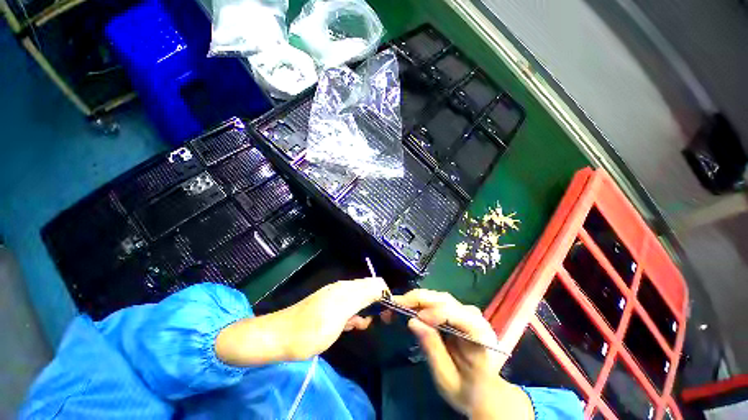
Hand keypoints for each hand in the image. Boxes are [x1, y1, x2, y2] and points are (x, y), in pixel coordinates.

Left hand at [281, 277, 387, 358]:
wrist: (279, 338)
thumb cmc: (311, 329)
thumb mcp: (341, 314)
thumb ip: (362, 298)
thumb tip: (382, 288)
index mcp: (347, 288)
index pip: (375, 283)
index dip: (386, 295)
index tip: (389, 314)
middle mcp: (343, 289)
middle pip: (368, 290)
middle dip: (376, 304)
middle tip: (378, 322)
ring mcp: (335, 298)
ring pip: (360, 301)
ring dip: (365, 312)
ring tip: (360, 326)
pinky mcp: (329, 308)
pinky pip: (349, 309)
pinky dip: (354, 317)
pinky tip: (349, 327)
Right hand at [394, 289, 532, 419]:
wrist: (489, 395)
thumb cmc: (469, 392)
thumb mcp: (447, 379)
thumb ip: (432, 348)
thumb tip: (413, 321)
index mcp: (479, 335)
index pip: (456, 314)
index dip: (434, 312)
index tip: (413, 318)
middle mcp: (474, 317)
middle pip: (444, 300)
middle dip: (417, 299)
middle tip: (395, 304)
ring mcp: (466, 313)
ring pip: (439, 297)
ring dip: (417, 299)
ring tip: (398, 305)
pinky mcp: (458, 314)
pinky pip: (438, 303)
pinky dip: (421, 303)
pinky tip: (410, 307)